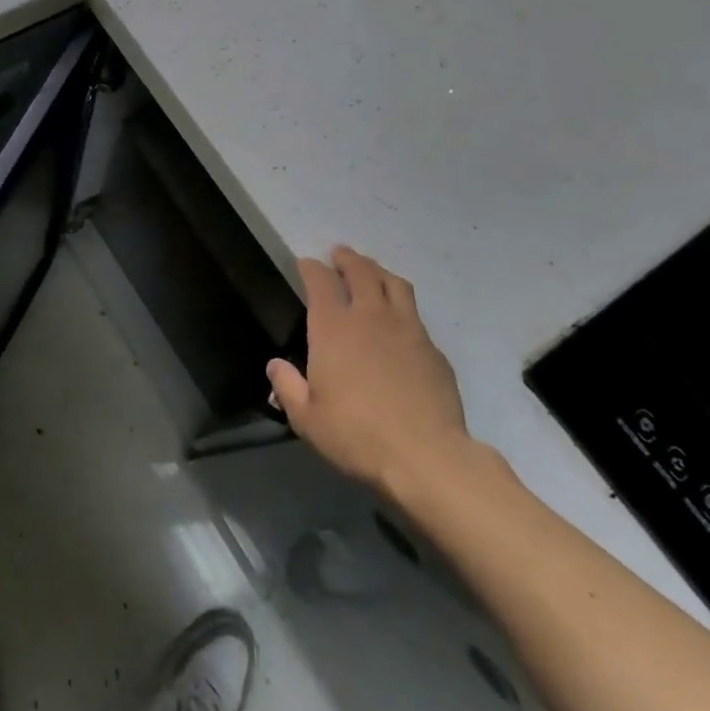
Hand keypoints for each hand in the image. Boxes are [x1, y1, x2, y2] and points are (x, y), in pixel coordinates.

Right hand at [268, 247, 476, 501]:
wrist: (426, 456)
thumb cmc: (357, 435)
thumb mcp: (307, 419)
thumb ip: (288, 387)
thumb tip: (275, 365)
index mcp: (333, 328)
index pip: (320, 281)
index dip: (311, 268)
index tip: (306, 264)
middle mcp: (370, 317)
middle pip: (361, 272)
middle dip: (347, 258)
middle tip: (340, 254)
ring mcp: (407, 330)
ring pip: (394, 284)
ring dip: (378, 271)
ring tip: (371, 271)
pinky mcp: (433, 350)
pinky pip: (415, 315)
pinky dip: (401, 307)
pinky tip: (399, 321)